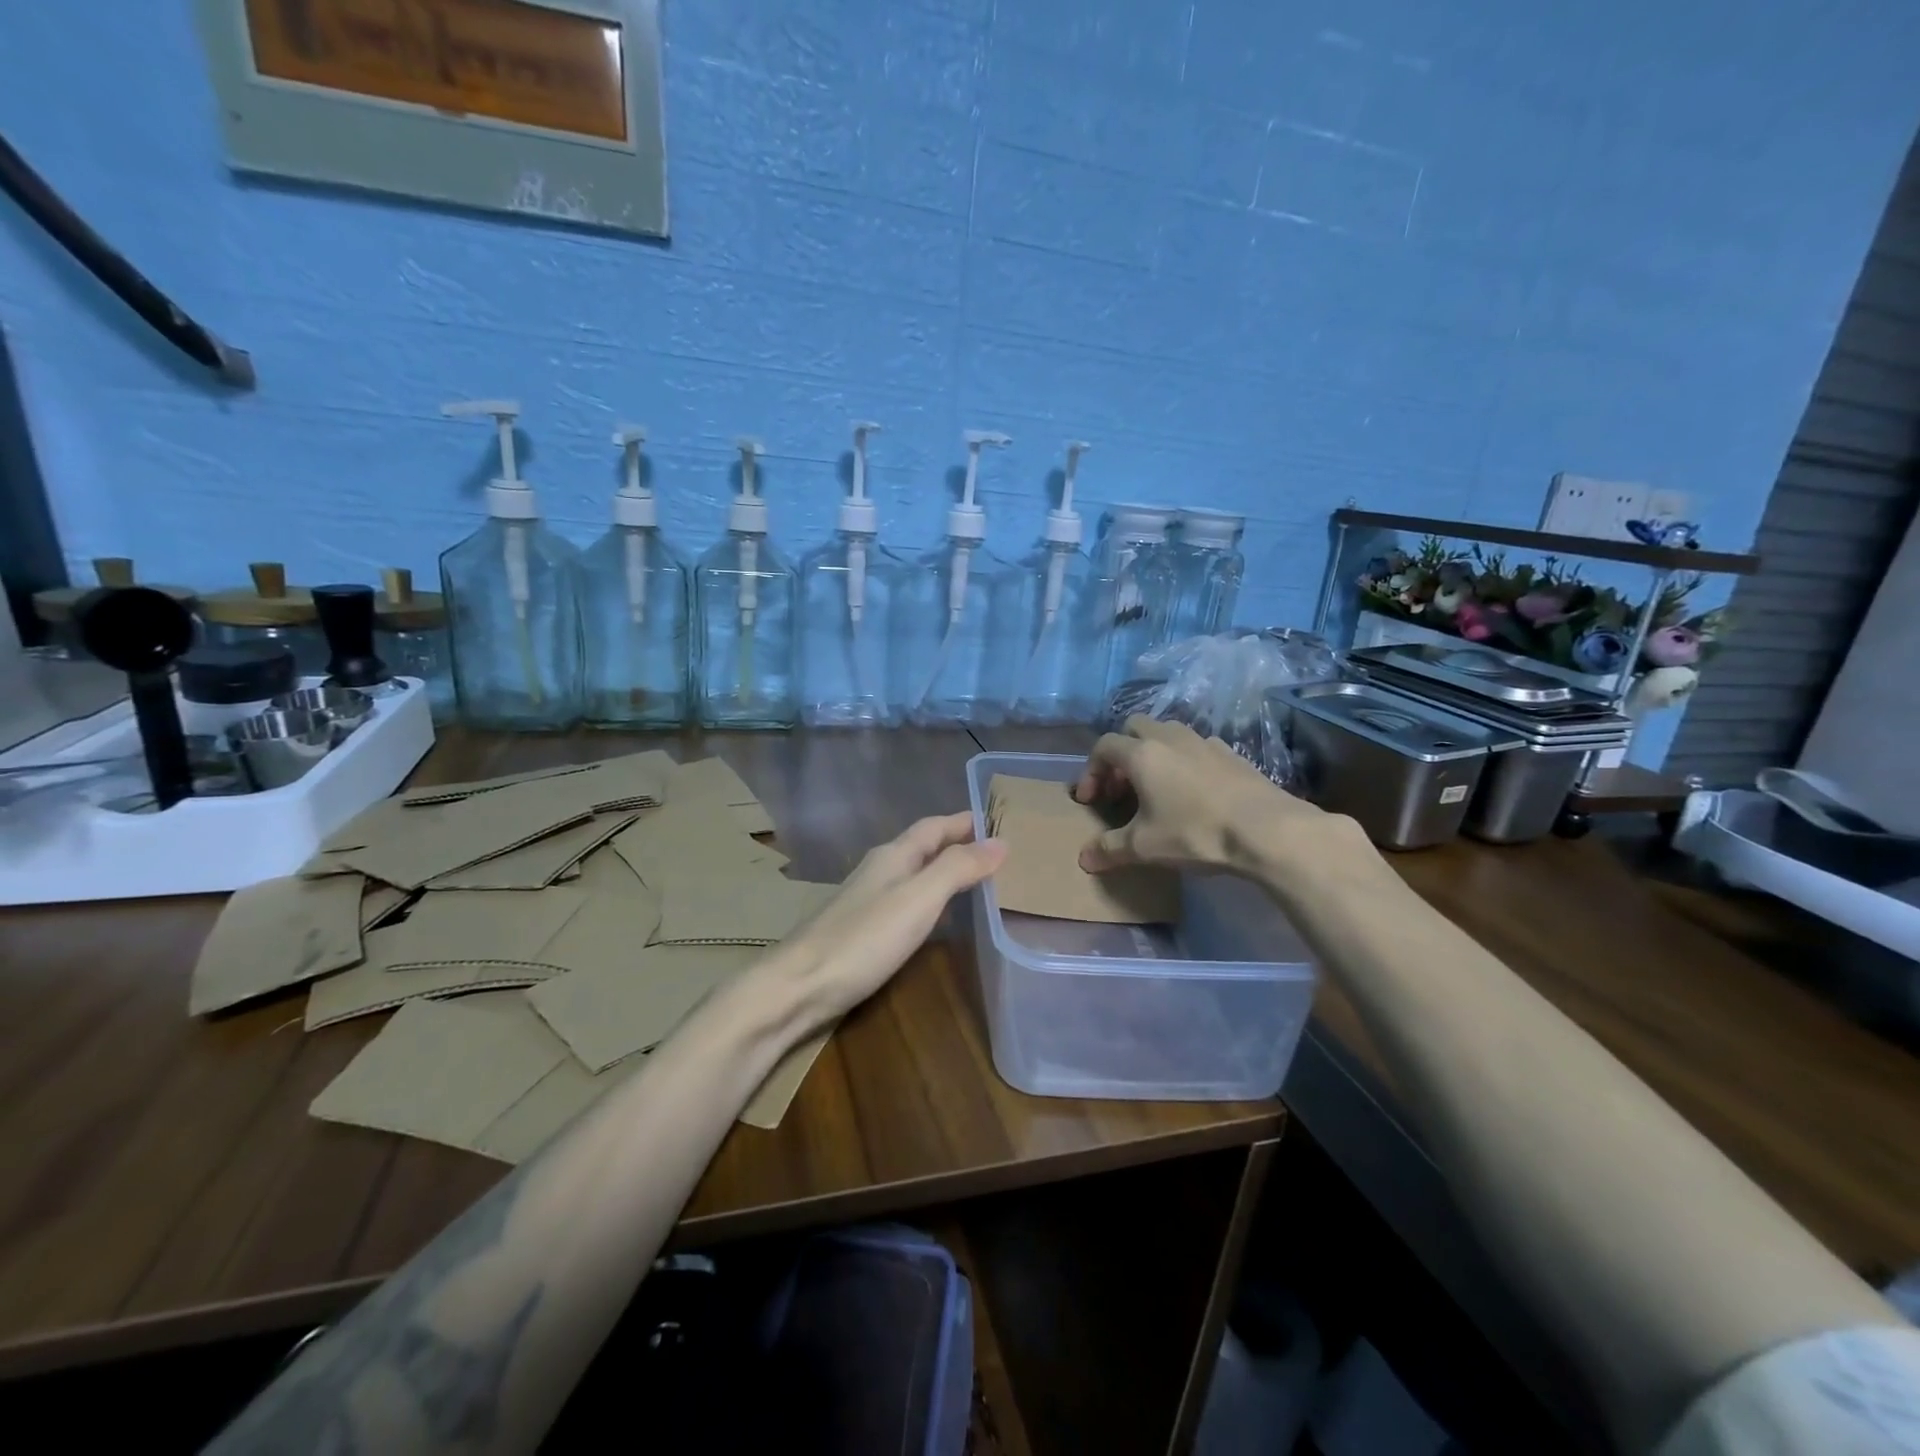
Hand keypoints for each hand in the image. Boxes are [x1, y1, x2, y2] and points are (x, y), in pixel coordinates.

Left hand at [757, 812, 1004, 1029]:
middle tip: (996, 851)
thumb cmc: (863, 938)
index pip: (934, 826)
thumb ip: (957, 868)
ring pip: (914, 874)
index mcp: (893, 856)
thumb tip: (1000, 842)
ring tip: (976, 880)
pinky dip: (930, 900)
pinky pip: (905, 901)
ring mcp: (867, 900)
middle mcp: (879, 870)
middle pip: (923, 847)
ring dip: (943, 871)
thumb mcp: (919, 899)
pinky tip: (937, 918)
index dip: (964, 821)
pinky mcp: (862, 931)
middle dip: (957, 844)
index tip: (998, 819)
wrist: (799, 986)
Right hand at [1072, 716, 1340, 874]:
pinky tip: (1193, 791)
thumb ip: (1110, 849)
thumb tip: (1085, 858)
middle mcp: (1170, 738)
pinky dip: (1184, 761)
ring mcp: (1204, 742)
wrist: (1267, 830)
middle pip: (1134, 727)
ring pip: (1167, 733)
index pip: (1104, 746)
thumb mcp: (1145, 847)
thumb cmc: (1195, 833)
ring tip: (1156, 787)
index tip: (1090, 800)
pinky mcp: (1231, 753)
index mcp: (1142, 754)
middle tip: (1122, 787)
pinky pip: (1196, 747)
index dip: (1090, 770)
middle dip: (1121, 753)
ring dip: (1154, 753)